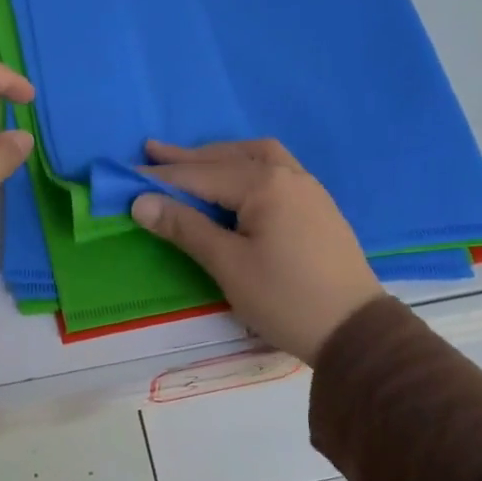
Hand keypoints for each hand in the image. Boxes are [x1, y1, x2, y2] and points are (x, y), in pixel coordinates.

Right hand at [132, 140, 383, 364]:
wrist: (355, 330)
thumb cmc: (285, 299)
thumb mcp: (228, 265)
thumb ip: (185, 227)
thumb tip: (141, 202)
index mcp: (265, 185)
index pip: (201, 175)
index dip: (161, 176)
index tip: (126, 175)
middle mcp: (288, 175)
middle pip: (228, 158)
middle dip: (188, 158)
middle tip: (150, 151)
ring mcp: (308, 187)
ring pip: (257, 157)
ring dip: (221, 155)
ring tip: (193, 160)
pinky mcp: (318, 205)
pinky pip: (275, 168)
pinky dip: (246, 165)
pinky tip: (237, 179)